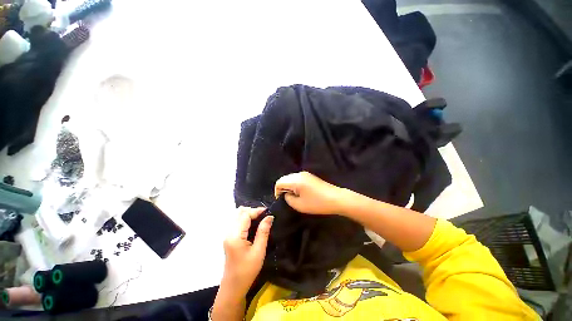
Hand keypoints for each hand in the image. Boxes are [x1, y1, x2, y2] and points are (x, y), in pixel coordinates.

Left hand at [221, 207, 273, 295]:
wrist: (233, 286)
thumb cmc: (247, 270)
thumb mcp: (259, 251)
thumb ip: (263, 231)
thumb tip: (270, 217)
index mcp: (235, 236)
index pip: (245, 215)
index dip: (257, 211)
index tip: (268, 212)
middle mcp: (229, 232)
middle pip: (239, 212)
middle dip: (253, 211)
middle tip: (264, 216)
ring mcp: (228, 235)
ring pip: (238, 216)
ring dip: (249, 214)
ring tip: (261, 219)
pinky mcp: (229, 237)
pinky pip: (237, 222)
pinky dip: (246, 219)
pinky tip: (254, 224)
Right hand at [274, 171, 344, 214]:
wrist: (336, 198)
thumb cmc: (317, 203)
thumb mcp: (299, 205)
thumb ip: (288, 199)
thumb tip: (286, 194)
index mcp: (295, 180)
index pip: (279, 182)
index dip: (277, 191)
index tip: (281, 200)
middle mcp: (299, 174)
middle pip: (285, 179)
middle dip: (283, 188)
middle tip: (287, 199)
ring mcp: (306, 174)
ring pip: (291, 178)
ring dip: (289, 186)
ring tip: (294, 197)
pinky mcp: (310, 176)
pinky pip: (297, 178)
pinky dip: (295, 185)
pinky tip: (301, 192)